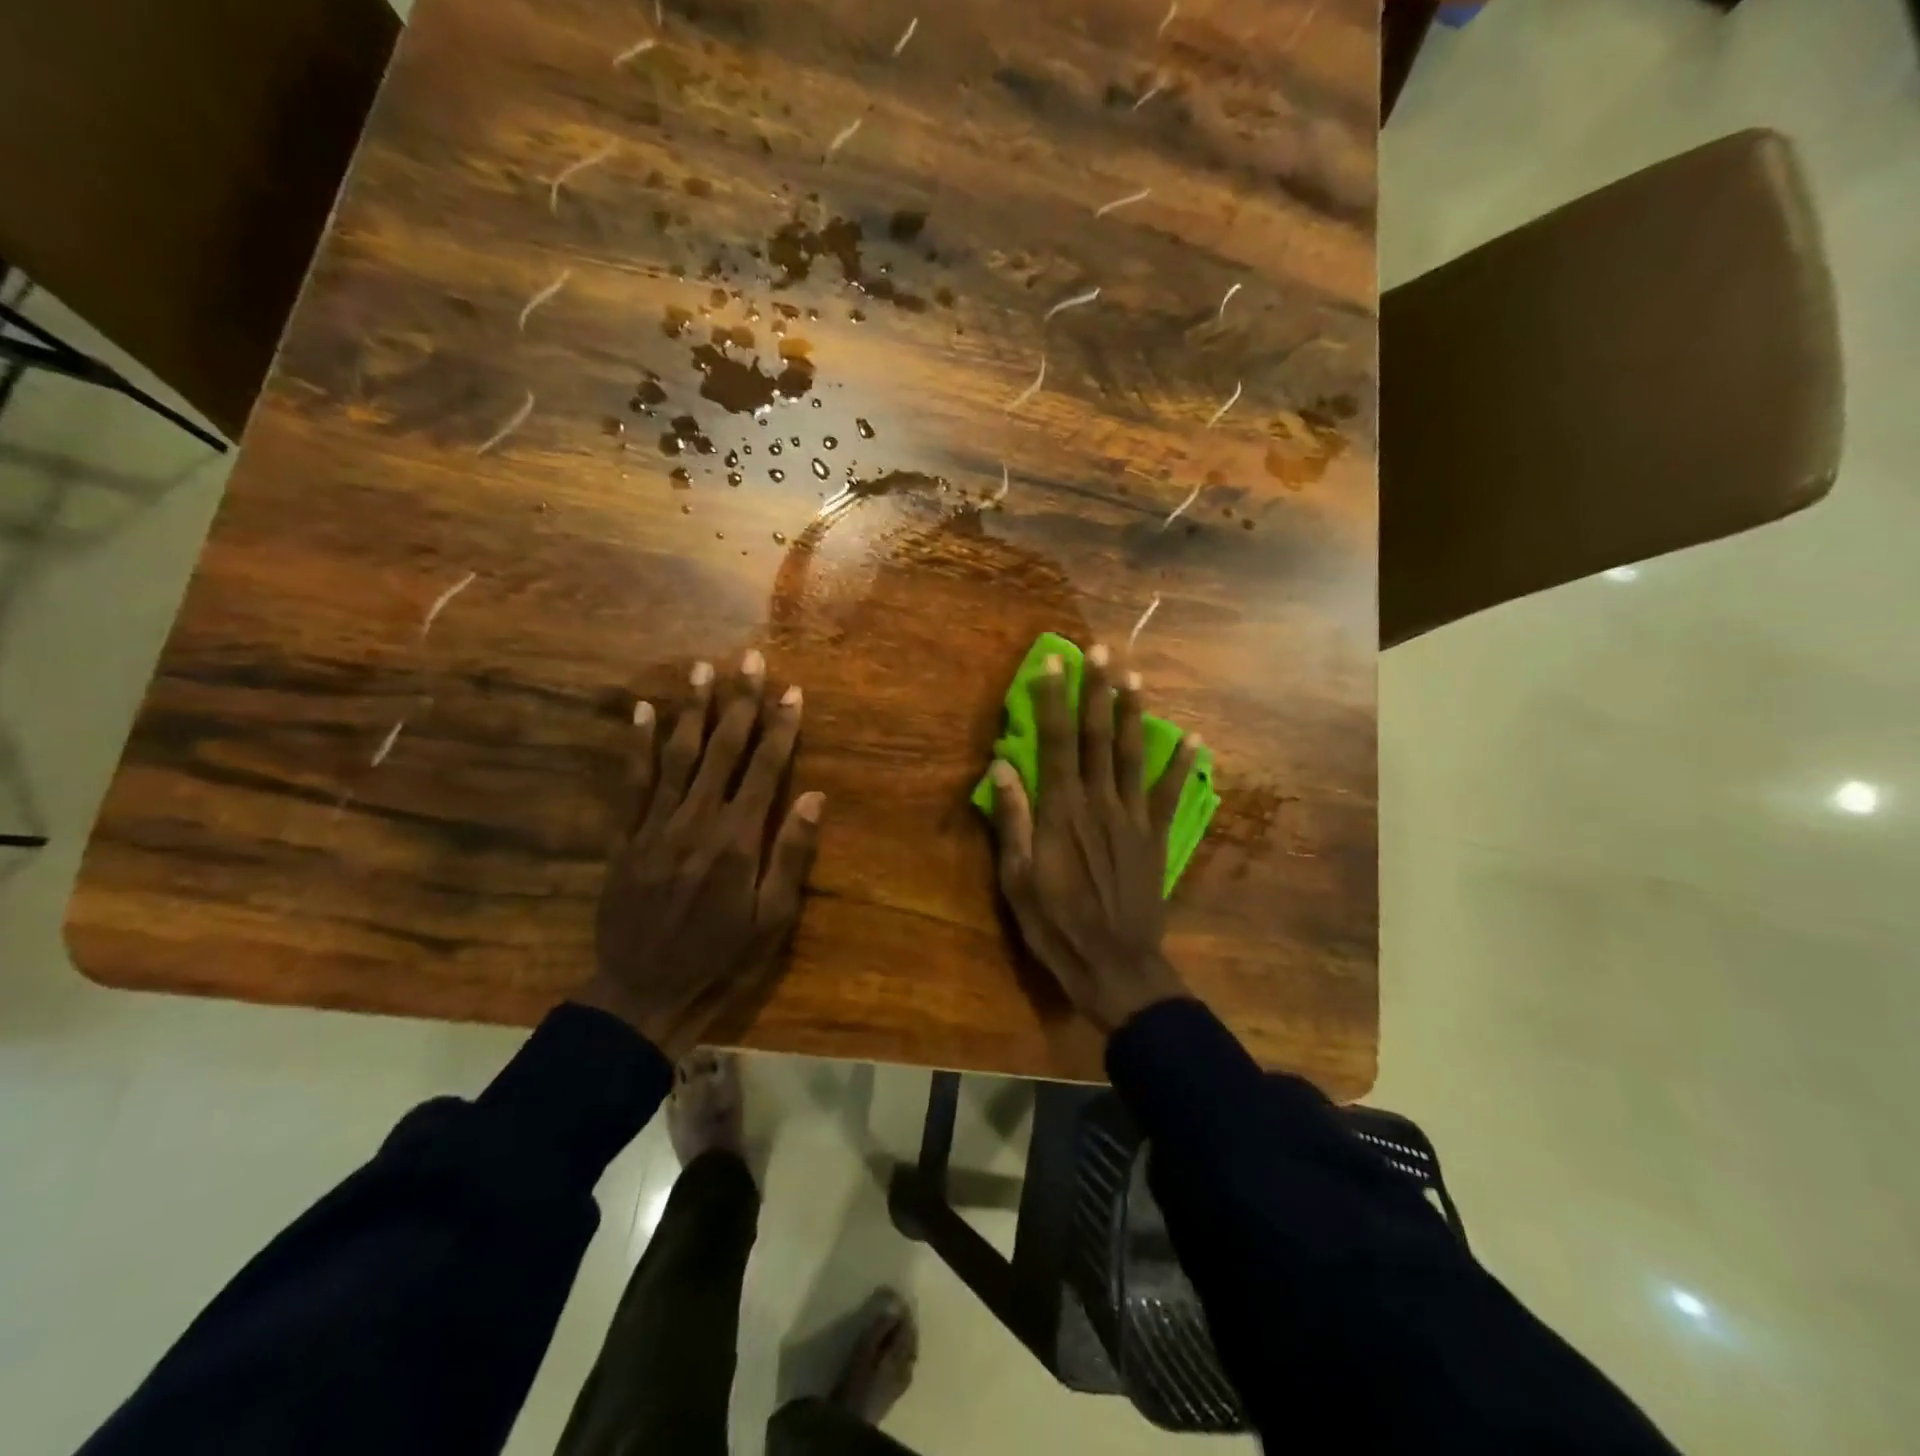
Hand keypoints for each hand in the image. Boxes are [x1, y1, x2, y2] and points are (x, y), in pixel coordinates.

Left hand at [579, 651, 822, 1055]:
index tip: (792, 691)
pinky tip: (644, 711)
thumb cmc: (720, 955)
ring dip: (692, 709)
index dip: (781, 727)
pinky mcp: (626, 835)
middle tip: (750, 659)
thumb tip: (814, 796)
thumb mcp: (772, 918)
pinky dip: (637, 744)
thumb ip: (792, 854)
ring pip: (677, 754)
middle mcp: (698, 819)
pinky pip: (631, 781)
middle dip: (740, 701)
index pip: (766, 768)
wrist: (644, 989)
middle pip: (723, 749)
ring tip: (702, 669)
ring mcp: (656, 824)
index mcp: (738, 838)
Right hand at [988, 645, 1198, 1032]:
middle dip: (1097, 690)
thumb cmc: (1056, 924)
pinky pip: (1171, 793)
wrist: (1115, 966)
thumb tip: (1002, 767)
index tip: (1053, 663)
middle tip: (1101, 650)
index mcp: (1061, 811)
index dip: (1053, 700)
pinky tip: (1193, 739)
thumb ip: (1013, 820)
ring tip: (1134, 676)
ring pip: (1132, 754)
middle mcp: (1099, 802)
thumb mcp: (1017, 879)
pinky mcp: (1157, 837)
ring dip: (1132, 713)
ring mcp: (1133, 818)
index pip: (1055, 742)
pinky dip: (1182, 765)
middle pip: (1096, 736)